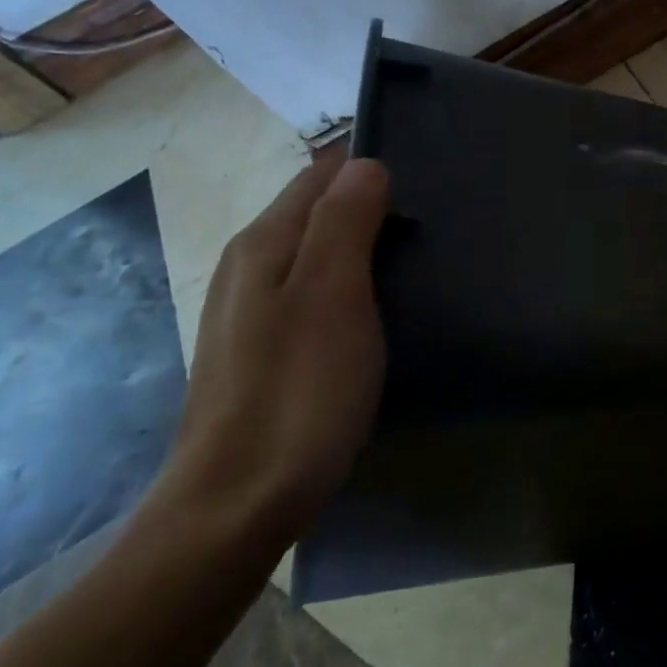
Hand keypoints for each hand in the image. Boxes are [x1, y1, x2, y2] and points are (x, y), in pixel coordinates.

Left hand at [161, 157, 391, 545]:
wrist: (238, 502)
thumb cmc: (299, 390)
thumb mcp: (332, 295)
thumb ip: (345, 221)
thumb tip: (365, 163)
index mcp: (263, 243)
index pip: (320, 176)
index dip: (368, 169)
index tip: (423, 179)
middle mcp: (247, 266)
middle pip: (314, 210)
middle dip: (366, 203)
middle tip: (429, 220)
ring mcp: (249, 311)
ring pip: (312, 252)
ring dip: (358, 244)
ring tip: (411, 258)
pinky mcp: (260, 350)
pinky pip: (310, 291)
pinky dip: (346, 283)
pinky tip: (372, 309)